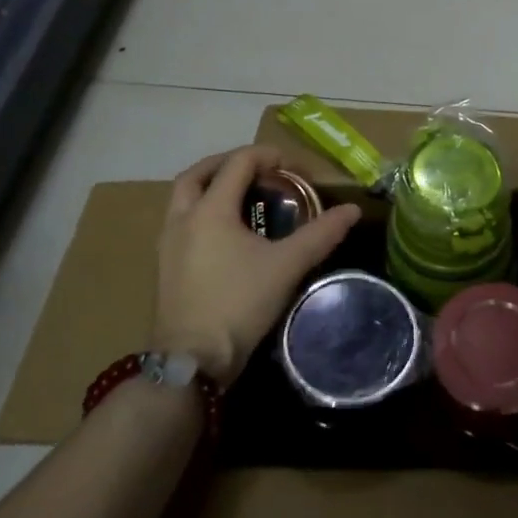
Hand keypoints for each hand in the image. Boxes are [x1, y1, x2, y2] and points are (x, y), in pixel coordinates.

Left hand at [155, 146, 360, 387]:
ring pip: (183, 198)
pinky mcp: (165, 266)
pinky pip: (180, 222)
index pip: (238, 163)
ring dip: (210, 187)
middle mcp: (182, 218)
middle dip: (228, 164)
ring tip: (241, 197)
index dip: (268, 156)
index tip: (294, 169)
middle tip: (258, 170)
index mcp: (210, 210)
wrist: (192, 360)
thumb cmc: (239, 303)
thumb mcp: (287, 265)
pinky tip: (224, 233)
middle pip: (199, 174)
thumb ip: (320, 234)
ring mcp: (168, 243)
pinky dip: (202, 212)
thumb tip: (353, 210)